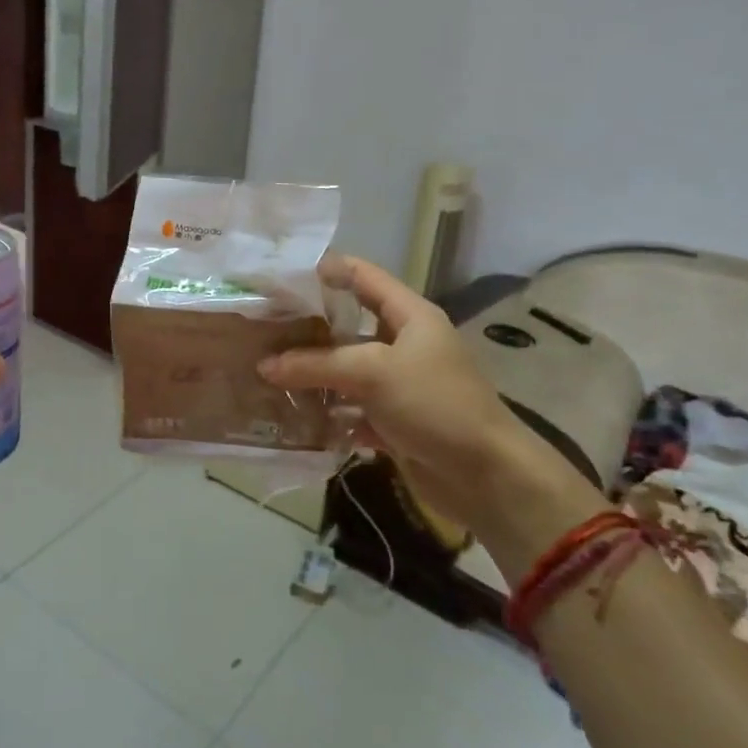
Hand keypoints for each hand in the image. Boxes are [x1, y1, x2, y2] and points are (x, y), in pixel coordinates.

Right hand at [259, 255, 600, 573]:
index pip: (363, 277)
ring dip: (312, 377)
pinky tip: (294, 418)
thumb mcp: (373, 373)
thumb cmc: (435, 405)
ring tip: (264, 374)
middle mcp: (404, 345)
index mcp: (410, 316)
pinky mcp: (394, 423)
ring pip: (346, 372)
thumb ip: (316, 364)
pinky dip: (328, 416)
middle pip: (348, 328)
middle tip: (261, 330)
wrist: (487, 477)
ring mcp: (399, 385)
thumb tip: (263, 365)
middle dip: (307, 330)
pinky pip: (352, 412)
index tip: (281, 276)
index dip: (326, 270)